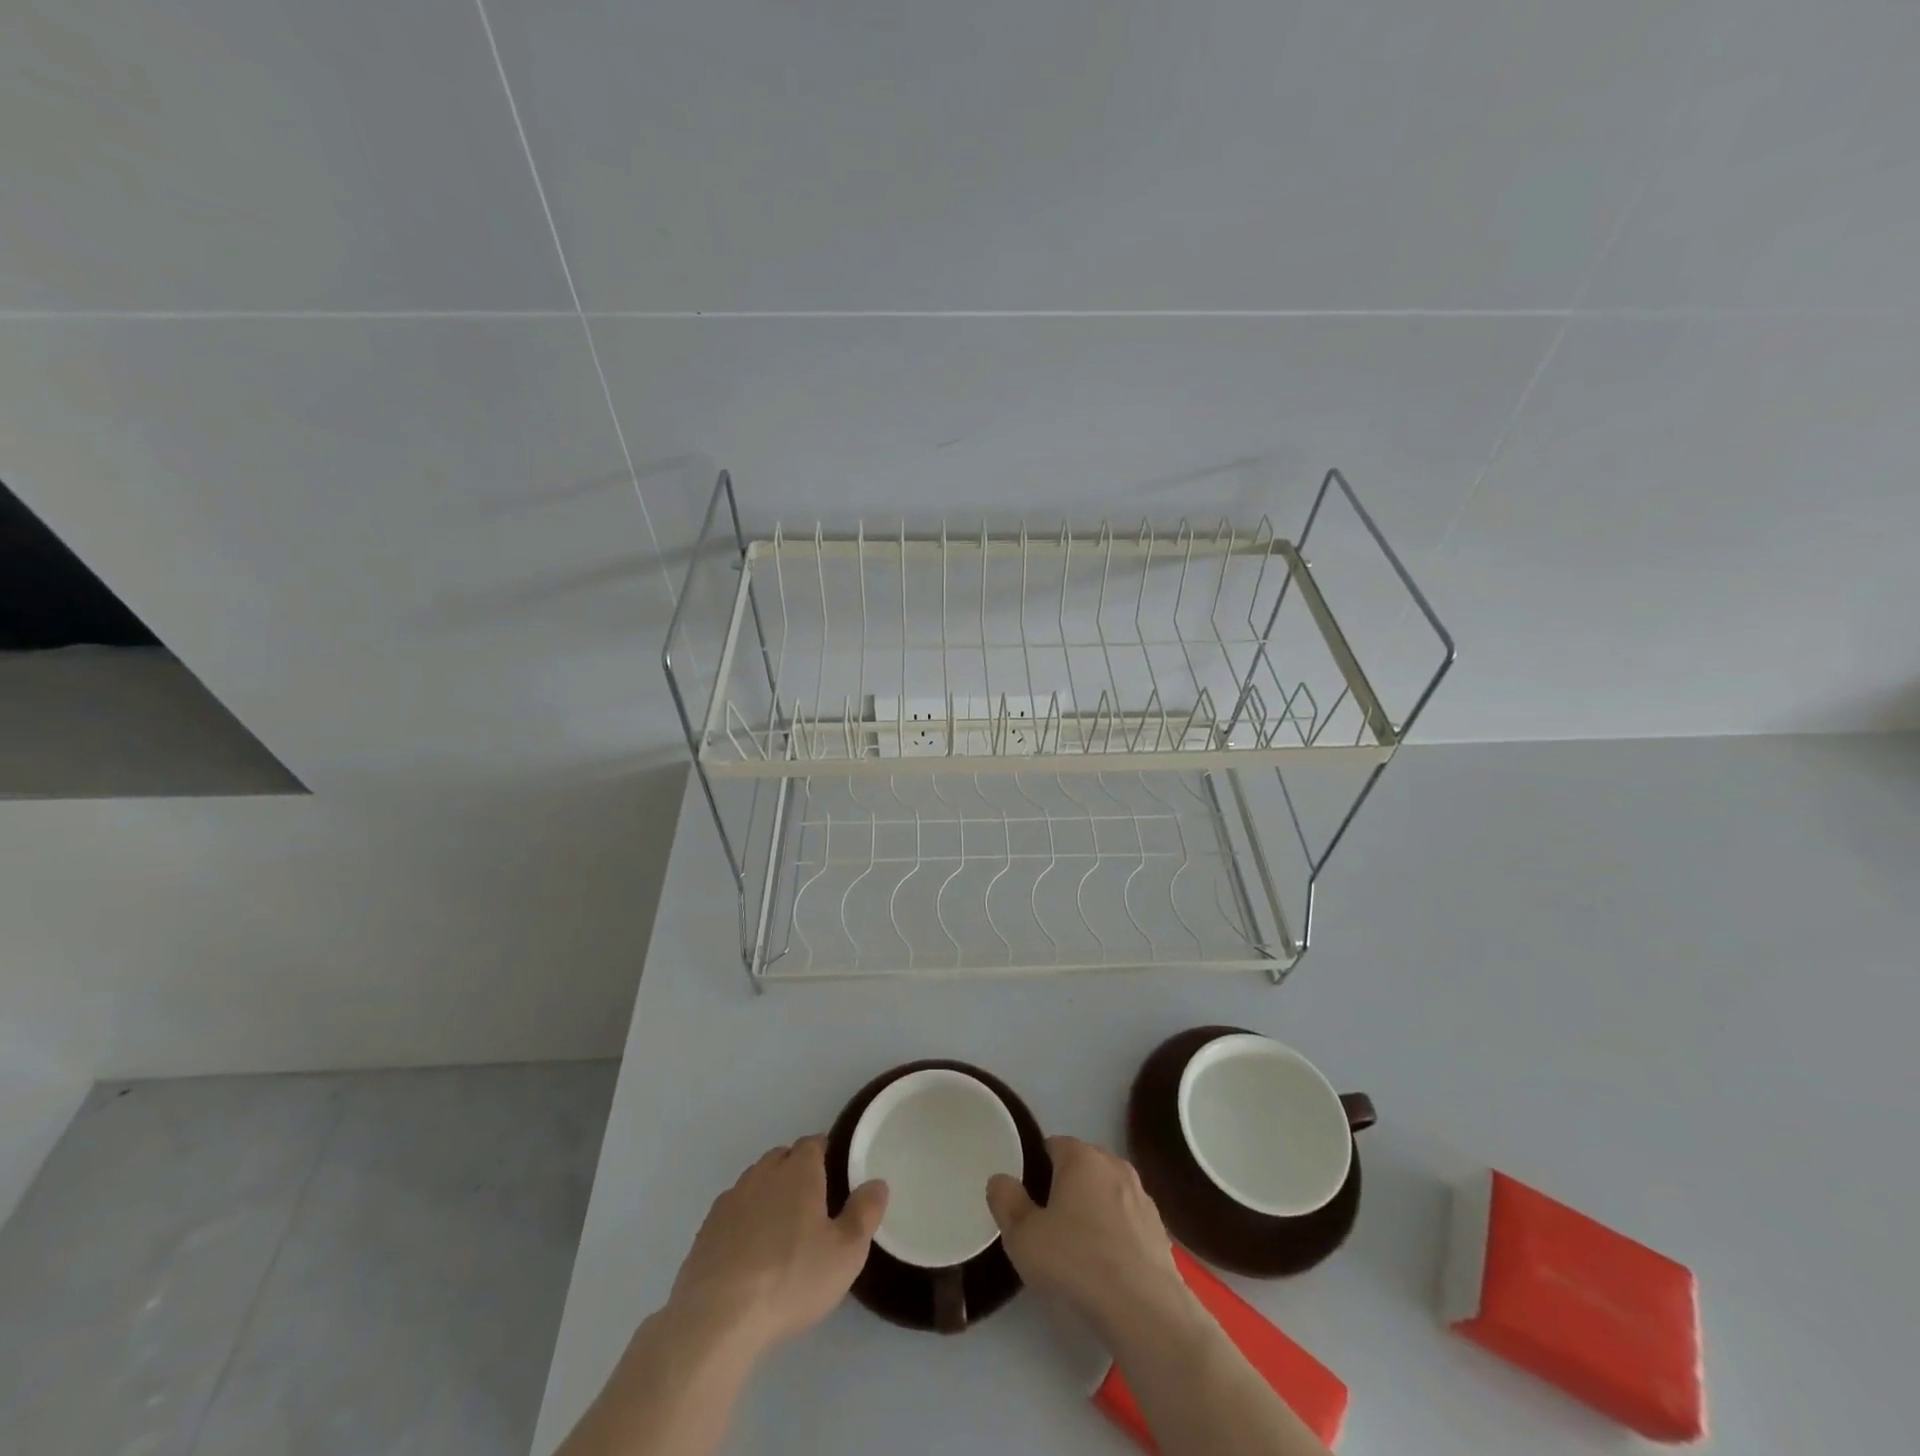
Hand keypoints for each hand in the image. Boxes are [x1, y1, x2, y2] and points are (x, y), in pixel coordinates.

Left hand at [668, 1136, 887, 1355]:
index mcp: (798, 1171)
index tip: (834, 1172)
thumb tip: (877, 1183)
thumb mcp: (845, 1252)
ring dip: (768, 1194)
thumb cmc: (791, 1278)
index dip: (824, 1152)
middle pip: (782, 1158)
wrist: (718, 1318)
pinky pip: (732, 1211)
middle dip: (796, 1170)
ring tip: (780, 1227)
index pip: (813, 1143)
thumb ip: (865, 1213)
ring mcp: (730, 1200)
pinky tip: (748, 1250)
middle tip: (811, 1201)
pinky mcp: (705, 1230)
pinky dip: (744, 1220)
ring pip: (755, 1182)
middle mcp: (762, 1174)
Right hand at [986, 1136, 1196, 1341]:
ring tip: (1080, 1248)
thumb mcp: (1023, 1237)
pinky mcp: (1160, 1228)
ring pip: (1108, 1192)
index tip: (1029, 1198)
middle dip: (1066, 1186)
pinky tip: (1108, 1266)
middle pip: (1083, 1166)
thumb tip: (1000, 1180)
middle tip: (1050, 1224)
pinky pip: (1128, 1220)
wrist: (1143, 1309)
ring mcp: (1142, 1196)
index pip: (1054, 1145)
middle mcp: (1114, 1165)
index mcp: (1081, 1157)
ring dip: (1094, 1209)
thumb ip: (1006, 1202)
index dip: (1037, 1167)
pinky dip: (1117, 1233)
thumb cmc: (1076, 1262)